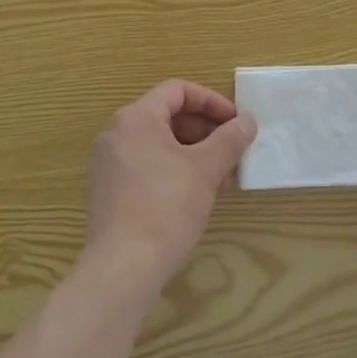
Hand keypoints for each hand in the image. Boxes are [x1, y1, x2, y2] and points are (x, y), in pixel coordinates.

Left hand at [83, 80, 255, 290]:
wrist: (123, 267)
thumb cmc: (166, 207)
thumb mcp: (205, 169)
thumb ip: (229, 139)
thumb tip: (247, 121)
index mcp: (136, 117)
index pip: (178, 90)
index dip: (212, 101)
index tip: (236, 123)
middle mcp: (117, 132)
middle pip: (168, 115)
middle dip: (205, 130)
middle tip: (233, 152)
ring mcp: (109, 162)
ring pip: (159, 142)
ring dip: (193, 152)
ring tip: (221, 176)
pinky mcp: (110, 188)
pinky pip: (147, 163)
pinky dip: (174, 168)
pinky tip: (196, 193)